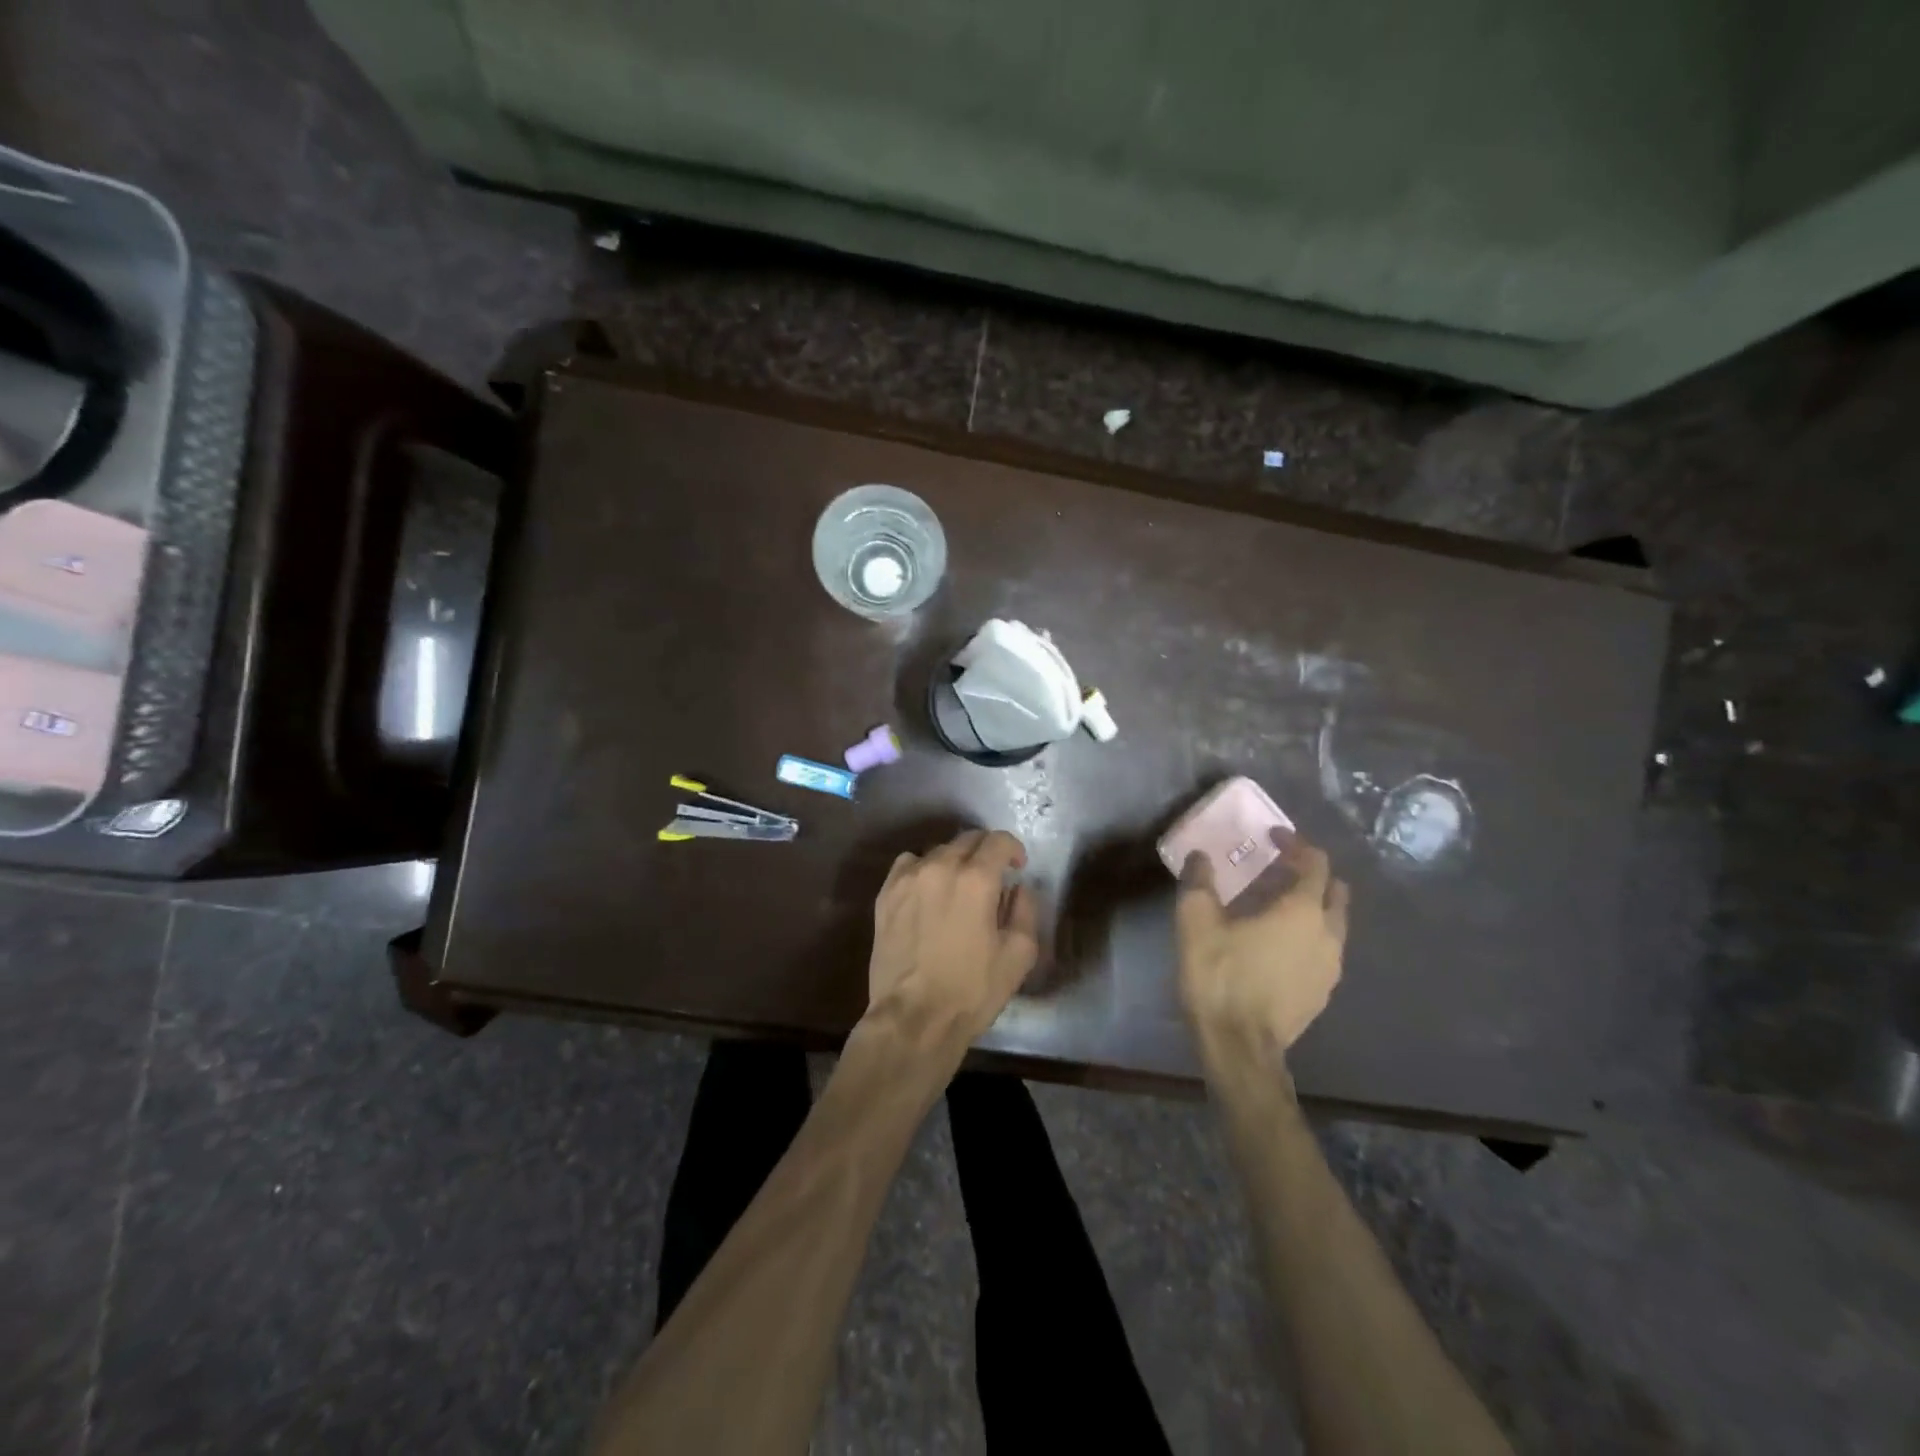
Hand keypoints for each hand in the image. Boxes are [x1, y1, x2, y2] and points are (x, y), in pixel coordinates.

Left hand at [865, 829, 1039, 1048]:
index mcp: (976, 879)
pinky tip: (928, 892)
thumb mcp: (1018, 955)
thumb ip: (1025, 911)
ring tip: (958, 886)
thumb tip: (1018, 888)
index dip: (1012, 848)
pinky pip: (908, 864)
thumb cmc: (972, 990)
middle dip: (985, 852)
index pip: (997, 840)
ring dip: (955, 860)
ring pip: (937, 851)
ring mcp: (907, 878)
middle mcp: (940, 866)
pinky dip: (923, 869)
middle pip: (967, 839)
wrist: (913, 1018)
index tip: (1017, 865)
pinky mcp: (885, 894)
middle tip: (993, 876)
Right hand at [1177, 834, 1348, 1053]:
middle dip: (1309, 874)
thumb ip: (1199, 881)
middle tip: (1275, 870)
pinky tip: (1276, 944)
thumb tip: (1200, 857)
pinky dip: (1307, 934)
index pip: (1314, 863)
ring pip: (1332, 922)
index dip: (1295, 844)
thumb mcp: (1196, 921)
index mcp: (1302, 909)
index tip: (1272, 837)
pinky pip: (1324, 948)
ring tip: (1273, 907)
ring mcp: (1331, 966)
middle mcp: (1328, 933)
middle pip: (1334, 891)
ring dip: (1310, 905)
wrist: (1239, 1046)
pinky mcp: (1323, 991)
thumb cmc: (1220, 976)